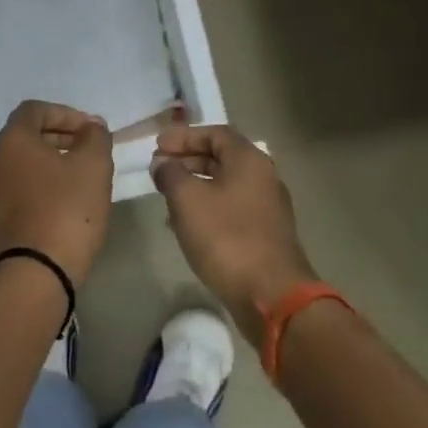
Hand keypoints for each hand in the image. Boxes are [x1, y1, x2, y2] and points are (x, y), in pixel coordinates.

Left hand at [0, 100, 114, 282]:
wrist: (33, 273)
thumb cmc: (66, 210)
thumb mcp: (93, 166)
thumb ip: (95, 137)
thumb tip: (91, 126)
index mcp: (11, 140)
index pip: (35, 110)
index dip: (66, 114)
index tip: (92, 130)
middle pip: (27, 136)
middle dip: (61, 137)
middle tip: (91, 151)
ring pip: (23, 164)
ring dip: (52, 163)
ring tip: (82, 178)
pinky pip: (19, 188)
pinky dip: (41, 186)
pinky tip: (65, 203)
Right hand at [151, 124, 316, 343]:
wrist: (270, 294)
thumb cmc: (225, 237)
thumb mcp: (187, 199)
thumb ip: (171, 174)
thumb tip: (163, 164)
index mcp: (249, 160)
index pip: (215, 133)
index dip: (184, 136)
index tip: (158, 144)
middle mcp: (263, 177)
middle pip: (222, 157)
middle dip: (187, 159)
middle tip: (159, 167)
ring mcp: (267, 207)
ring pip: (225, 184)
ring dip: (195, 184)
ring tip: (166, 194)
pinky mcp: (264, 233)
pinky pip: (230, 208)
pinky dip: (207, 206)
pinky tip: (185, 223)